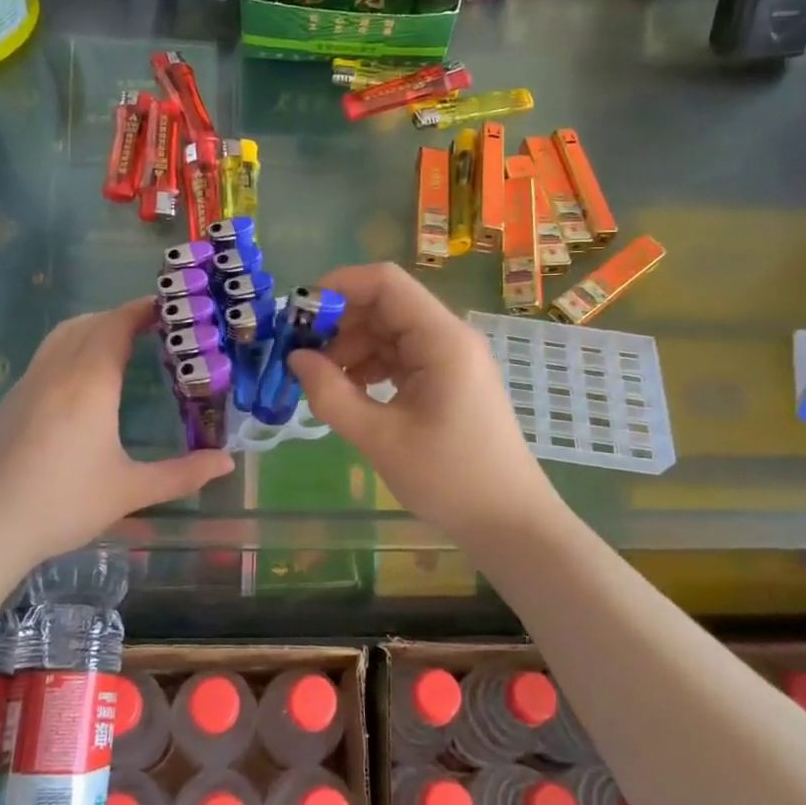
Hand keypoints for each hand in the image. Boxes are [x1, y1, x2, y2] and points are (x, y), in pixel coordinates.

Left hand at [0, 299, 233, 563]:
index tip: (167, 307)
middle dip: (121, 316)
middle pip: (90, 323)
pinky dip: (70, 347)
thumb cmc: (63, 504)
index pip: (116, 325)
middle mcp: (56, 372)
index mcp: (89, 383)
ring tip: (118, 342)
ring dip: (92, 327)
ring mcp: (27, 384)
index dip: (142, 310)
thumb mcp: (129, 491)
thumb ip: (181, 474)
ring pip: (61, 336)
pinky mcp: (9, 402)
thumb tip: (226, 462)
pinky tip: (80, 381)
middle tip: (153, 326)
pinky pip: (45, 356)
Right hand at [288, 263, 558, 544]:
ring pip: (391, 331)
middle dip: (339, 322)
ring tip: (321, 380)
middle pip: (386, 305)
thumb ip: (332, 394)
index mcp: (441, 339)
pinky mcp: (448, 380)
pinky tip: (350, 391)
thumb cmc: (449, 478)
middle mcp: (448, 337)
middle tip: (300, 353)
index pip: (385, 283)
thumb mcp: (380, 438)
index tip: (298, 314)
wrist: (510, 521)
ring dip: (352, 346)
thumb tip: (296, 359)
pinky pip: (402, 356)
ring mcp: (451, 358)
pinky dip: (371, 365)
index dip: (338, 287)